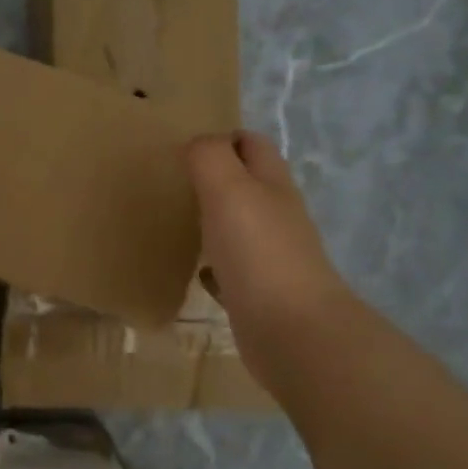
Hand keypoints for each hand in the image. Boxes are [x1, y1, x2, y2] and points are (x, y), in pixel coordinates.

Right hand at [186, 132, 351, 339]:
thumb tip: (198, 144)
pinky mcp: (260, 293)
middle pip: (250, 185)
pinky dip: (214, 264)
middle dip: (218, 178)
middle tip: (176, 182)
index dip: (225, 138)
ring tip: (178, 220)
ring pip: (241, 227)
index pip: (253, 146)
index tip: (187, 147)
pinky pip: (233, 269)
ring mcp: (271, 257)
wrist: (291, 330)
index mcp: (273, 185)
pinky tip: (196, 271)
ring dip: (215, 220)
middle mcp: (277, 216)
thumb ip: (210, 158)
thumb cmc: (257, 252)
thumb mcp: (228, 190)